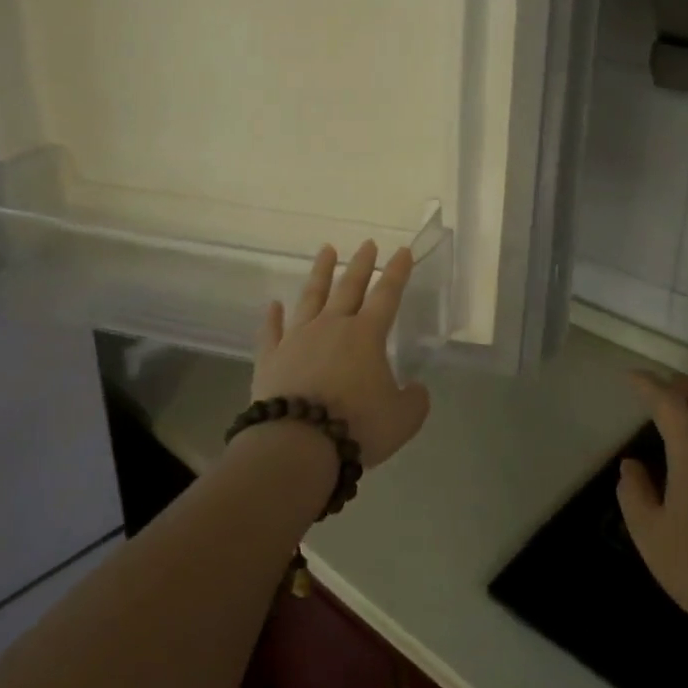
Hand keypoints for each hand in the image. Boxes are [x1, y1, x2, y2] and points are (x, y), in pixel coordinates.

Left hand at [251, 242, 431, 469]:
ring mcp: (297, 339)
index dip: (397, 272)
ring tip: (326, 251)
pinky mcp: (271, 358)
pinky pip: (271, 331)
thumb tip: (416, 389)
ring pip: (310, 297)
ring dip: (320, 273)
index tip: (402, 250)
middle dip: (361, 264)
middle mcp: (332, 327)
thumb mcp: (403, 419)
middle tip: (367, 244)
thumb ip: (414, 400)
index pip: (387, 295)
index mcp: (366, 335)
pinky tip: (273, 304)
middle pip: (348, 287)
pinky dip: (272, 316)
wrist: (298, 444)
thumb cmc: (357, 426)